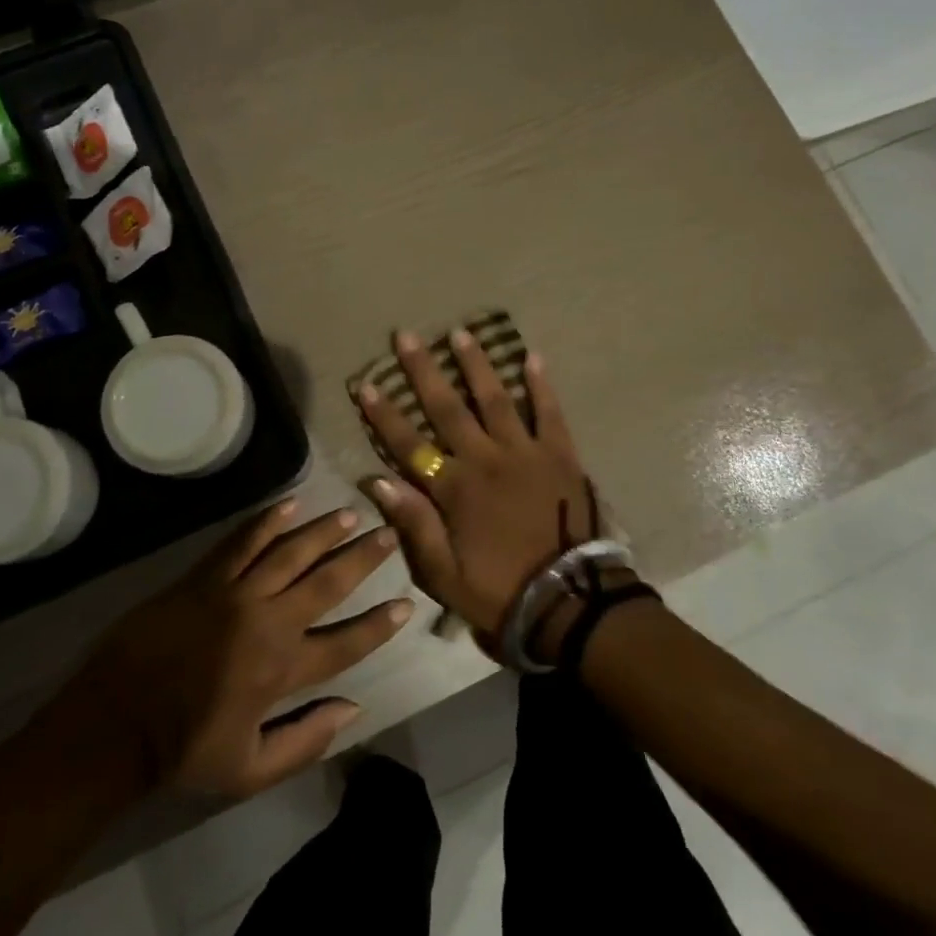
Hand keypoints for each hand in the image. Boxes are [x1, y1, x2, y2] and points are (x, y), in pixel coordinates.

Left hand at [59, 502, 412, 797]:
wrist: (114, 722)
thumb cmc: (183, 750)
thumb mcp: (250, 769)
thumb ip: (306, 741)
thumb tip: (354, 708)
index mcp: (281, 670)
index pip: (345, 643)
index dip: (379, 625)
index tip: (405, 603)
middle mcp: (267, 622)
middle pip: (325, 582)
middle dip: (361, 558)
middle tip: (388, 534)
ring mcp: (234, 594)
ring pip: (289, 552)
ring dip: (322, 531)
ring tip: (349, 515)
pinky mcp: (203, 579)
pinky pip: (241, 542)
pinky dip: (266, 522)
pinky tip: (289, 504)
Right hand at [357, 329, 595, 644]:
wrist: (569, 602)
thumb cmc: (500, 590)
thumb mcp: (444, 573)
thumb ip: (413, 524)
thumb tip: (377, 481)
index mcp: (455, 489)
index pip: (409, 444)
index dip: (385, 414)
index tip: (366, 383)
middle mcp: (486, 459)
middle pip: (448, 408)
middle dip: (423, 371)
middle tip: (407, 336)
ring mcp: (525, 452)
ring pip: (496, 399)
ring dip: (476, 365)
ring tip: (461, 332)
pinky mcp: (560, 455)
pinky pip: (549, 413)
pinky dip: (541, 385)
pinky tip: (533, 357)